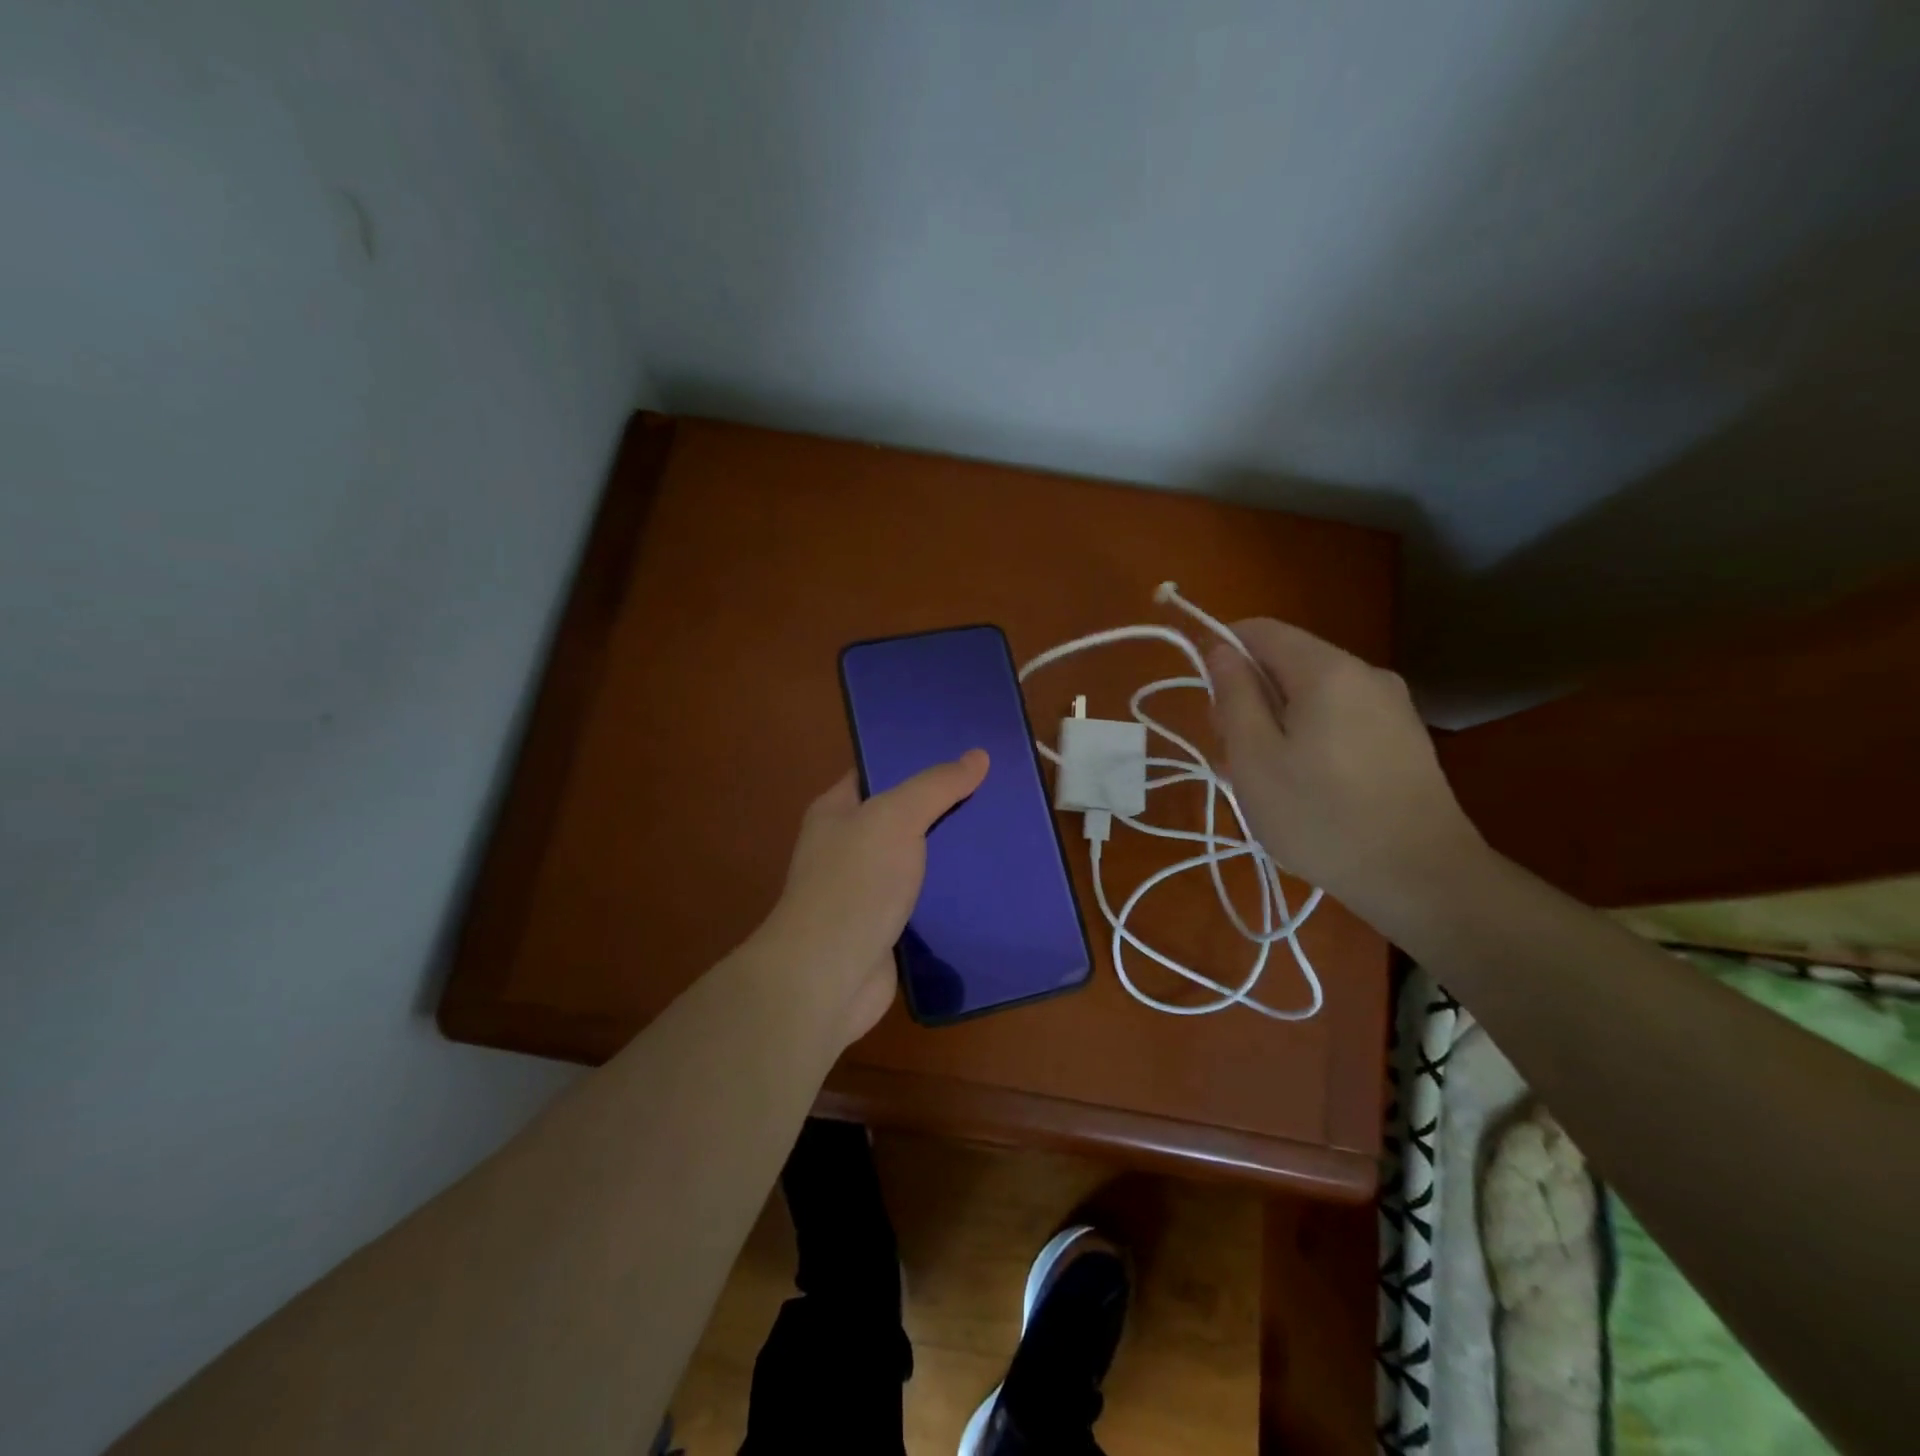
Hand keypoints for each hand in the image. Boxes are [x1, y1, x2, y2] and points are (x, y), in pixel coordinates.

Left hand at [762, 749, 989, 1045]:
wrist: (829, 976)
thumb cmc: (855, 883)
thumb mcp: (895, 817)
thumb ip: (936, 786)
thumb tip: (978, 755)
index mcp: (837, 811)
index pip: (878, 772)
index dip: (917, 759)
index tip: (965, 753)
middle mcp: (848, 846)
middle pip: (904, 816)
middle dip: (946, 807)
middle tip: (997, 792)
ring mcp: (868, 889)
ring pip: (920, 860)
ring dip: (954, 854)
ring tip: (1004, 834)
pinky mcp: (889, 926)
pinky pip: (927, 900)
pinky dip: (954, 894)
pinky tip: (991, 883)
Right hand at [1208, 621, 1480, 918]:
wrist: (1421, 877)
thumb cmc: (1321, 817)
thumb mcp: (1254, 758)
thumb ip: (1233, 695)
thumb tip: (1220, 648)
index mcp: (1326, 670)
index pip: (1261, 630)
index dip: (1222, 650)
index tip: (1206, 699)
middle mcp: (1365, 672)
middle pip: (1288, 661)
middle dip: (1249, 694)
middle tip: (1232, 753)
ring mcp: (1392, 705)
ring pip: (1313, 693)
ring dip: (1277, 720)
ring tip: (1265, 778)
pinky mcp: (1404, 736)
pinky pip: (1340, 716)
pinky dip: (1310, 735)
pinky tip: (1306, 784)